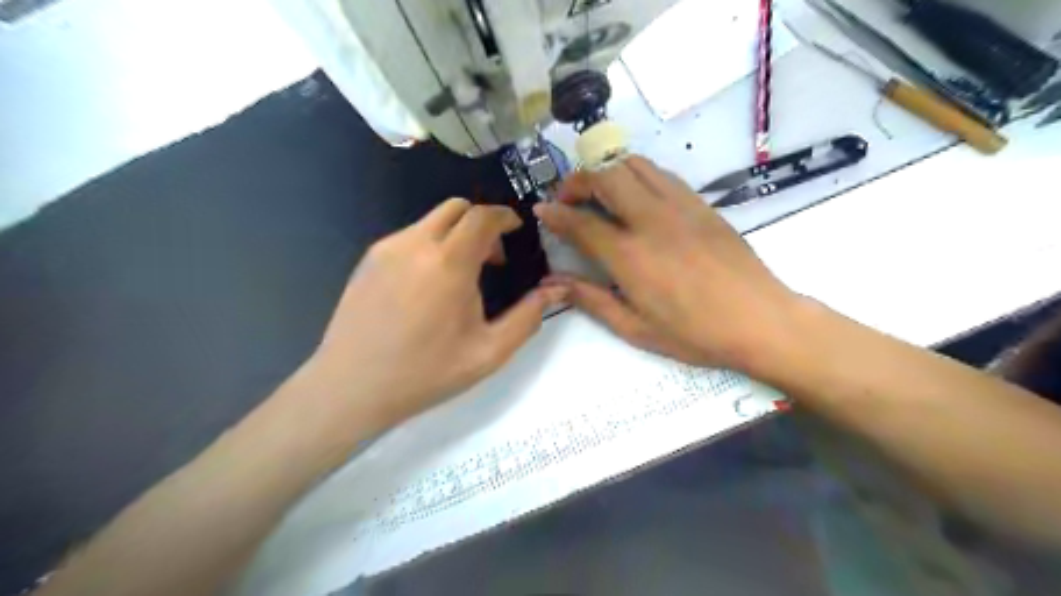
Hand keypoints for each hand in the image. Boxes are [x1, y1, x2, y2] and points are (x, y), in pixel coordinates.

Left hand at [311, 201, 567, 427]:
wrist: (352, 387)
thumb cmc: (426, 372)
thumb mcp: (488, 352)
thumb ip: (527, 317)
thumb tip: (557, 290)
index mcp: (449, 263)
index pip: (483, 216)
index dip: (504, 217)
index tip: (516, 230)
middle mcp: (416, 244)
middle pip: (457, 208)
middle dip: (481, 223)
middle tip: (492, 258)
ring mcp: (387, 249)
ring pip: (430, 221)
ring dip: (455, 234)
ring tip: (460, 275)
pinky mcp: (368, 260)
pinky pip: (409, 237)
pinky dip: (430, 245)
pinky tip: (428, 284)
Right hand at [535, 156, 800, 374]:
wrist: (760, 320)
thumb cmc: (695, 333)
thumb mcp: (635, 328)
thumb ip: (591, 300)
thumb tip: (552, 284)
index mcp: (630, 256)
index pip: (581, 222)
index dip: (555, 213)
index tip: (541, 210)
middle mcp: (651, 220)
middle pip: (605, 176)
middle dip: (577, 181)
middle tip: (568, 199)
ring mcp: (679, 206)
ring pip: (634, 164)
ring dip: (607, 170)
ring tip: (598, 192)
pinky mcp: (701, 203)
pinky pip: (661, 174)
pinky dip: (637, 175)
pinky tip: (635, 197)